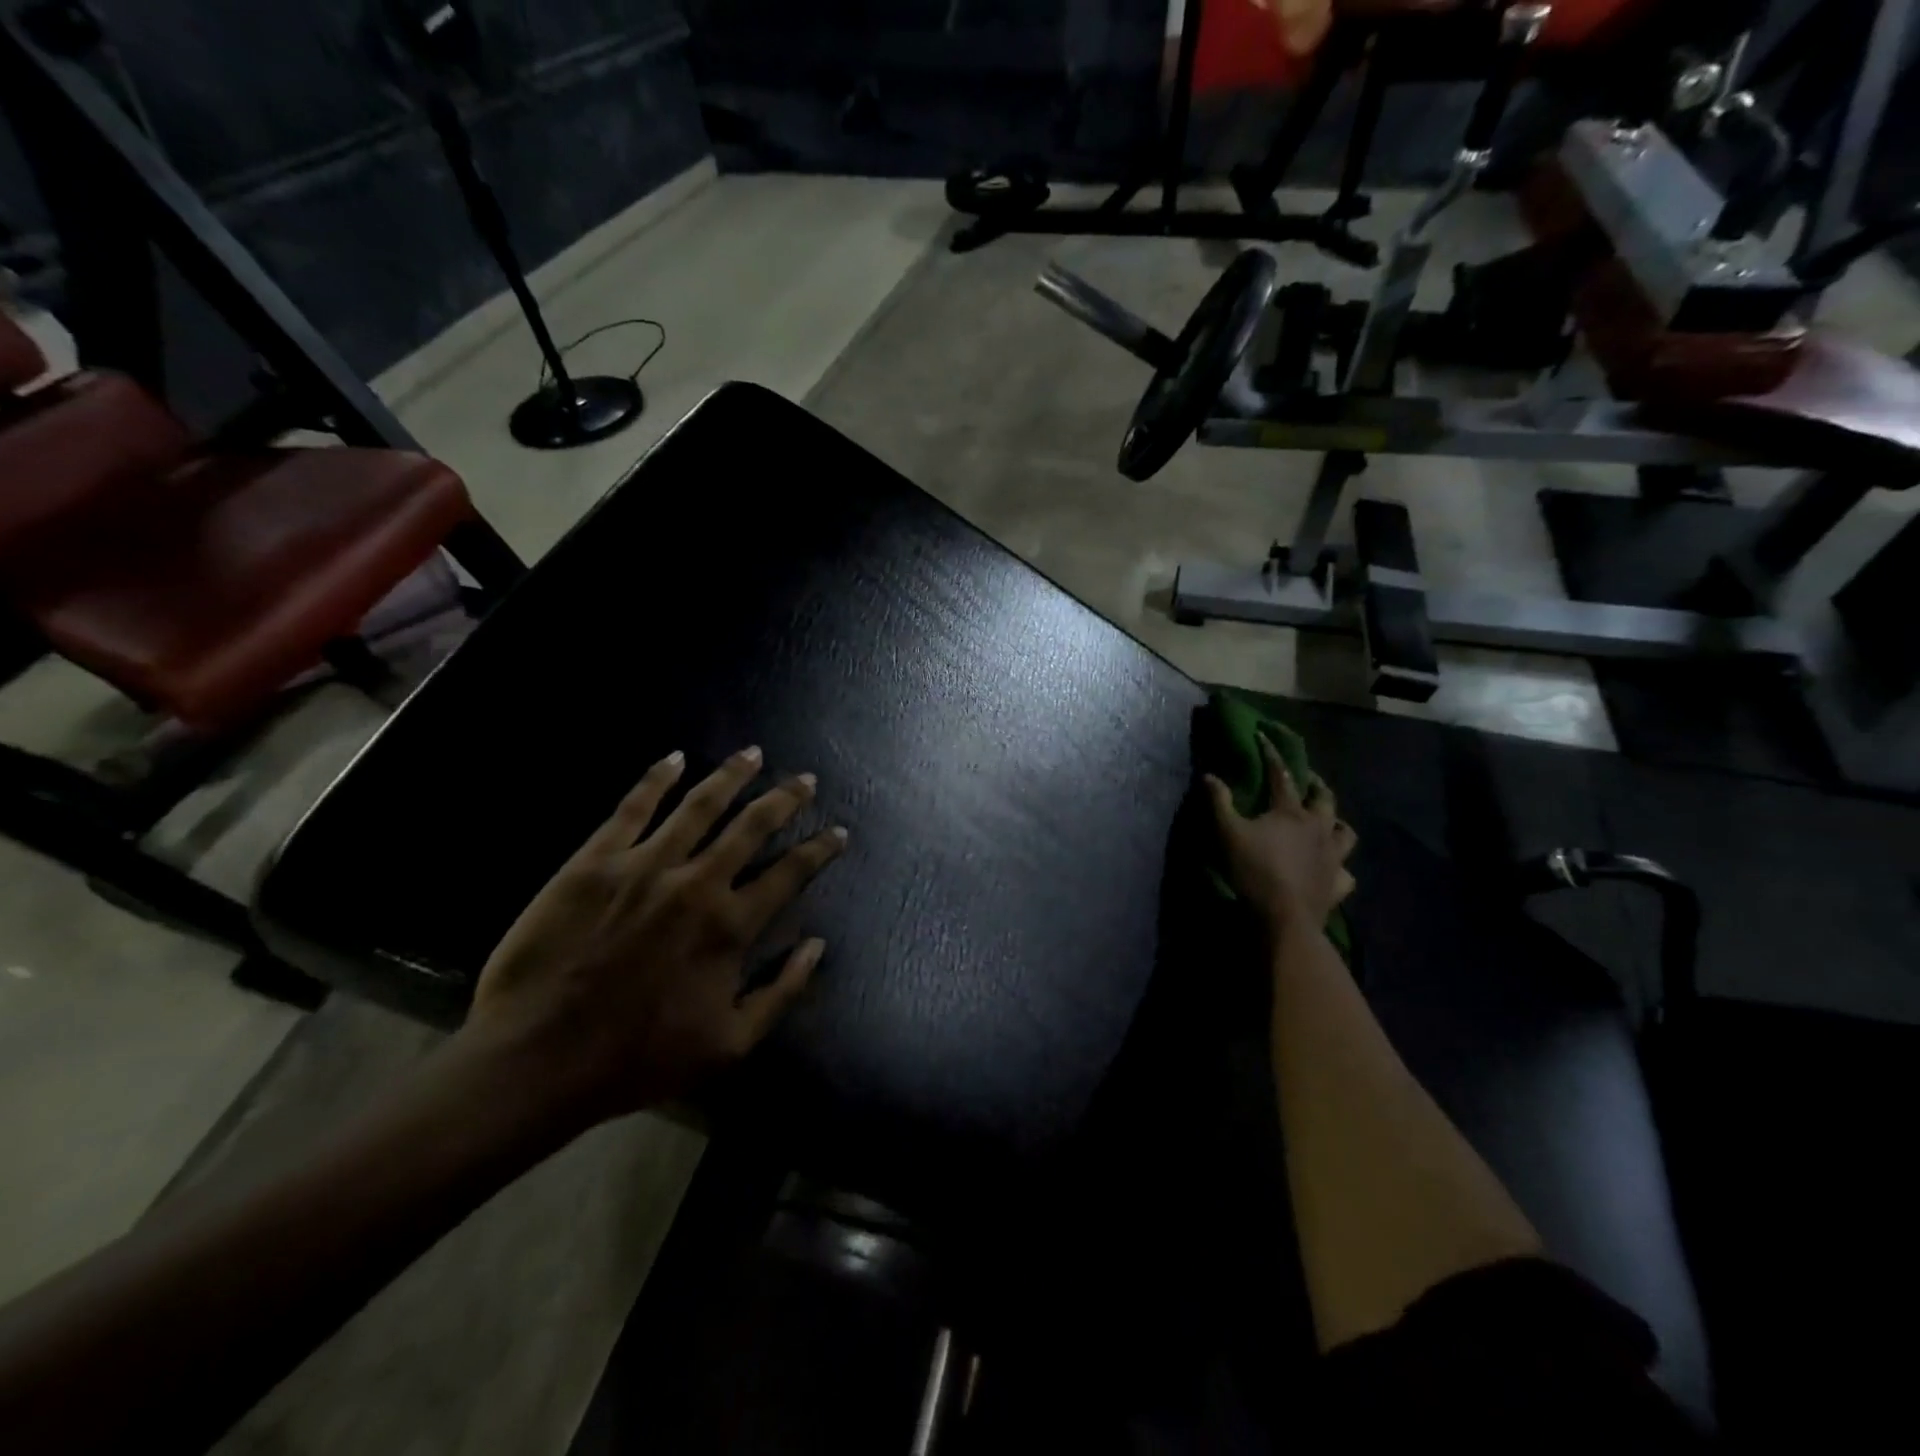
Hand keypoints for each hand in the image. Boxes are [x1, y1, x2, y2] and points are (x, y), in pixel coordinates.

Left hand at [460, 746, 847, 1128]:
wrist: (538, 1058)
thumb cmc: (639, 1057)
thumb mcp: (730, 1045)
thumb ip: (782, 991)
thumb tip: (818, 945)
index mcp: (731, 926)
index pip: (790, 873)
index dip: (819, 850)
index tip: (838, 832)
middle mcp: (698, 883)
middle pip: (752, 826)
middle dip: (785, 799)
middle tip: (805, 780)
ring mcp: (646, 865)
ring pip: (701, 805)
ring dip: (732, 776)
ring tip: (753, 754)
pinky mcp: (596, 860)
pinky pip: (633, 807)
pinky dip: (656, 778)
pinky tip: (674, 758)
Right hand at [1205, 736, 1356, 938]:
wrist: (1285, 918)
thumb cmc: (1255, 871)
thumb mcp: (1228, 834)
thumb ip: (1219, 803)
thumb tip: (1209, 776)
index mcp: (1291, 813)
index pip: (1281, 776)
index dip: (1272, 755)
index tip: (1264, 737)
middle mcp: (1318, 828)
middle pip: (1324, 798)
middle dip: (1315, 784)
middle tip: (1308, 779)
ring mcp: (1333, 857)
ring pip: (1345, 832)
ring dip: (1337, 823)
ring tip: (1329, 822)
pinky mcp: (1338, 884)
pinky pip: (1346, 873)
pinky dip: (1340, 868)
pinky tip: (1333, 870)